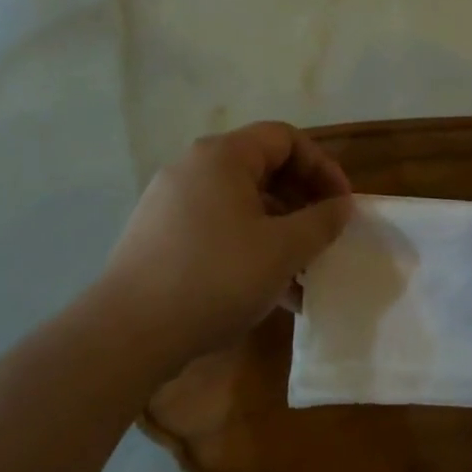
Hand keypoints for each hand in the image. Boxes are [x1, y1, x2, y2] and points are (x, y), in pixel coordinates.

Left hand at [103, 123, 352, 362]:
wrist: (129, 332)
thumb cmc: (217, 278)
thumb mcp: (283, 250)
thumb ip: (321, 221)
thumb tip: (341, 205)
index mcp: (223, 156)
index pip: (286, 138)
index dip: (323, 167)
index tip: (342, 206)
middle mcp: (193, 168)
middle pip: (263, 169)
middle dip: (303, 202)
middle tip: (324, 238)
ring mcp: (171, 202)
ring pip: (241, 204)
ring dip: (279, 231)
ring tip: (302, 273)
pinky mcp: (160, 235)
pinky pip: (218, 227)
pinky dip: (249, 247)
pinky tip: (268, 290)